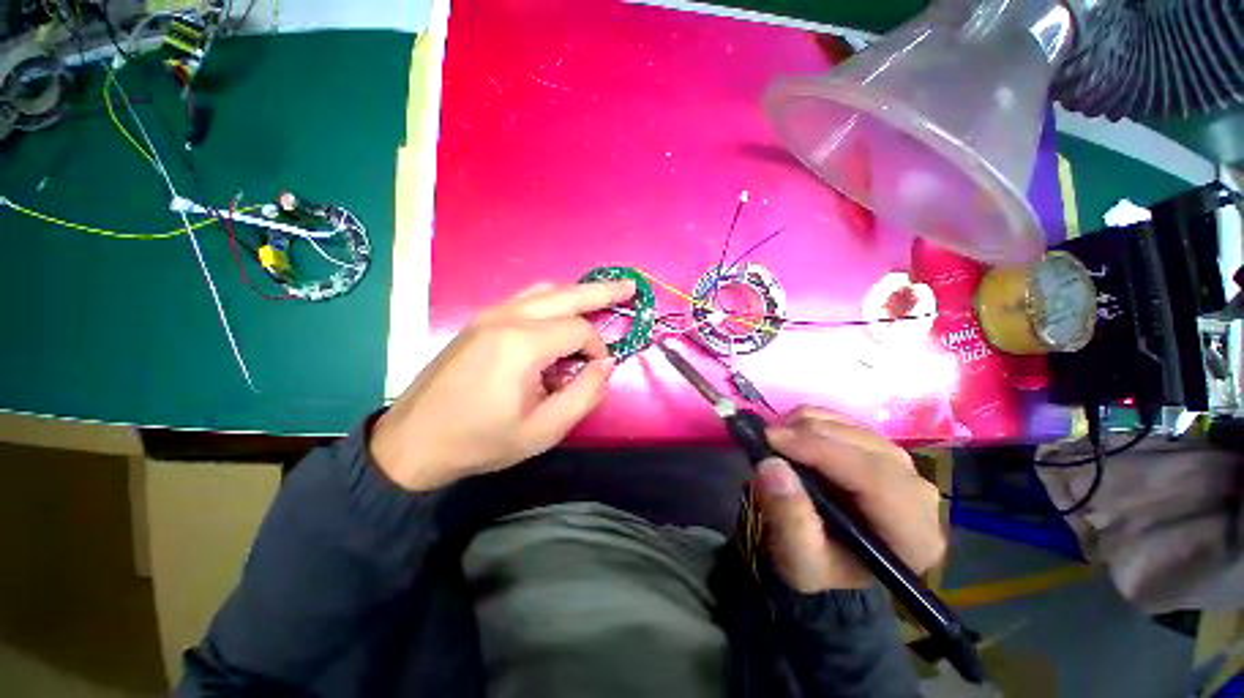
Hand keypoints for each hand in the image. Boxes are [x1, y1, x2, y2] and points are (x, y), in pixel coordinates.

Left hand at [371, 280, 634, 490]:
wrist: (413, 441)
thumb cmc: (481, 440)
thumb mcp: (544, 429)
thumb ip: (585, 394)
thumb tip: (607, 364)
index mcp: (522, 344)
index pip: (579, 330)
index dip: (597, 349)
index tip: (596, 372)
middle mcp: (507, 318)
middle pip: (566, 294)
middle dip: (602, 291)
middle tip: (630, 287)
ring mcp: (489, 315)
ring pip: (545, 291)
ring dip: (575, 295)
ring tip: (600, 300)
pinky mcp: (479, 321)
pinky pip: (525, 300)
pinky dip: (551, 302)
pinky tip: (560, 315)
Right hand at [755, 406, 944, 591]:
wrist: (832, 560)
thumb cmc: (820, 568)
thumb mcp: (799, 561)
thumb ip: (789, 519)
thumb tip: (771, 465)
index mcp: (913, 536)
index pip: (876, 479)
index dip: (823, 451)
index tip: (773, 440)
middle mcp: (919, 495)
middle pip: (867, 447)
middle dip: (811, 435)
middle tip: (767, 438)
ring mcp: (903, 467)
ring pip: (855, 428)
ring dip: (809, 426)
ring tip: (777, 441)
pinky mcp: (881, 448)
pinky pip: (847, 421)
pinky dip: (814, 420)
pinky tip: (793, 435)